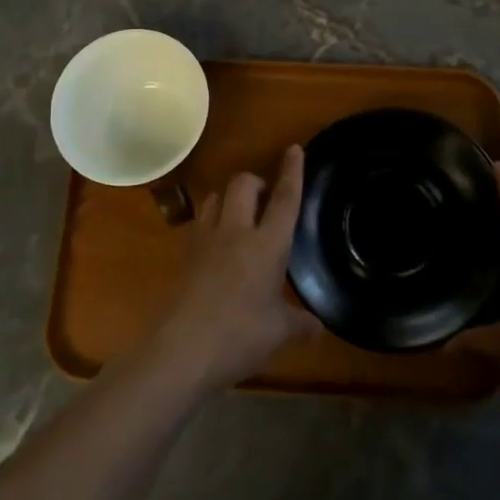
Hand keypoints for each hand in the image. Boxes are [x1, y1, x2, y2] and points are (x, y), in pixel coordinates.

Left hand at [153, 144, 320, 391]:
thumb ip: (299, 323)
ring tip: (239, 217)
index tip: (293, 148)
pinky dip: (211, 223)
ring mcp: (205, 240)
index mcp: (267, 244)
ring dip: (230, 199)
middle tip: (265, 199)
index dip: (291, 172)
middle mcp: (235, 231)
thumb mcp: (278, 332)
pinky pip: (199, 223)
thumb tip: (318, 327)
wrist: (181, 350)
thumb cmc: (239, 336)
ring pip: (216, 197)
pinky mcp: (184, 255)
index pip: (284, 199)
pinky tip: (216, 246)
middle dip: (255, 182)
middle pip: (243, 184)